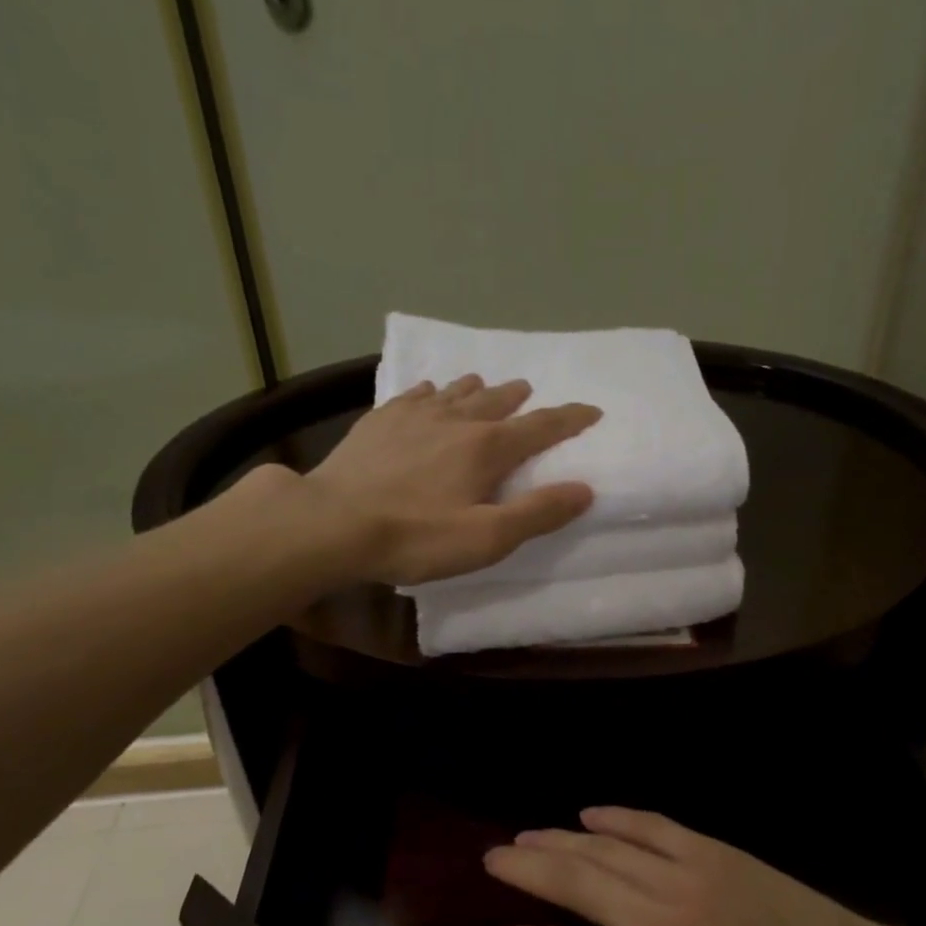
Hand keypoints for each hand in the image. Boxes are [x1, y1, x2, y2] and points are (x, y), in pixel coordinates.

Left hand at [291, 375, 600, 585]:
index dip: (570, 419)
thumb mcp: (487, 538)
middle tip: (529, 394)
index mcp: (487, 448)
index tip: (592, 410)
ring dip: (477, 389)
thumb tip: (584, 489)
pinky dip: (431, 392)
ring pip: (455, 391)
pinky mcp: (379, 421)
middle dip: (519, 398)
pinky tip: (428, 394)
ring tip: (485, 386)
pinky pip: (414, 395)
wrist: (332, 523)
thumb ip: (537, 513)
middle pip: (497, 400)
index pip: (541, 427)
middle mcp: (455, 420)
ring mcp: (413, 415)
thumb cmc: (416, 537)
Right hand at [483, 808, 925, 925]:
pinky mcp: (718, 854)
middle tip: (494, 858)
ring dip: (559, 839)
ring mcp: (688, 879)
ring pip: (605, 848)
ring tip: (527, 837)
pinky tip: (592, 813)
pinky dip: (616, 817)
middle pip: (571, 881)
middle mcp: (657, 925)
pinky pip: (652, 825)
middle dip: (524, 867)